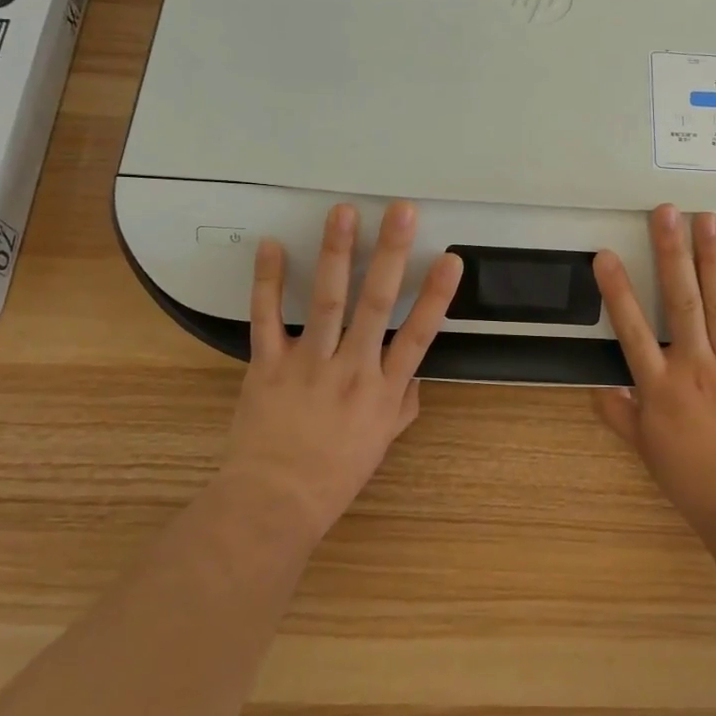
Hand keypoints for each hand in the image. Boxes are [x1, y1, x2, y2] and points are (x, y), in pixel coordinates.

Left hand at [221, 201, 460, 543]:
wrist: (274, 503)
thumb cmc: (334, 475)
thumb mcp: (382, 442)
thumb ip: (404, 403)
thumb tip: (415, 375)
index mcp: (383, 390)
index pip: (419, 335)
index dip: (436, 295)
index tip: (450, 258)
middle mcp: (352, 369)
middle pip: (376, 304)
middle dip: (390, 254)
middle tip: (401, 212)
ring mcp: (308, 364)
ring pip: (325, 301)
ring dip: (336, 253)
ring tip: (343, 214)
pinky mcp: (267, 365)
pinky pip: (265, 318)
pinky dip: (266, 281)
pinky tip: (271, 246)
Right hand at [592, 204, 715, 529]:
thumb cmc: (692, 478)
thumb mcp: (645, 449)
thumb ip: (619, 414)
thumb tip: (598, 388)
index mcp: (660, 387)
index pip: (631, 330)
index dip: (617, 291)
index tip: (606, 254)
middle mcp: (694, 366)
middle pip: (680, 302)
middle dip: (670, 254)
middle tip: (666, 212)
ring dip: (712, 259)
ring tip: (707, 219)